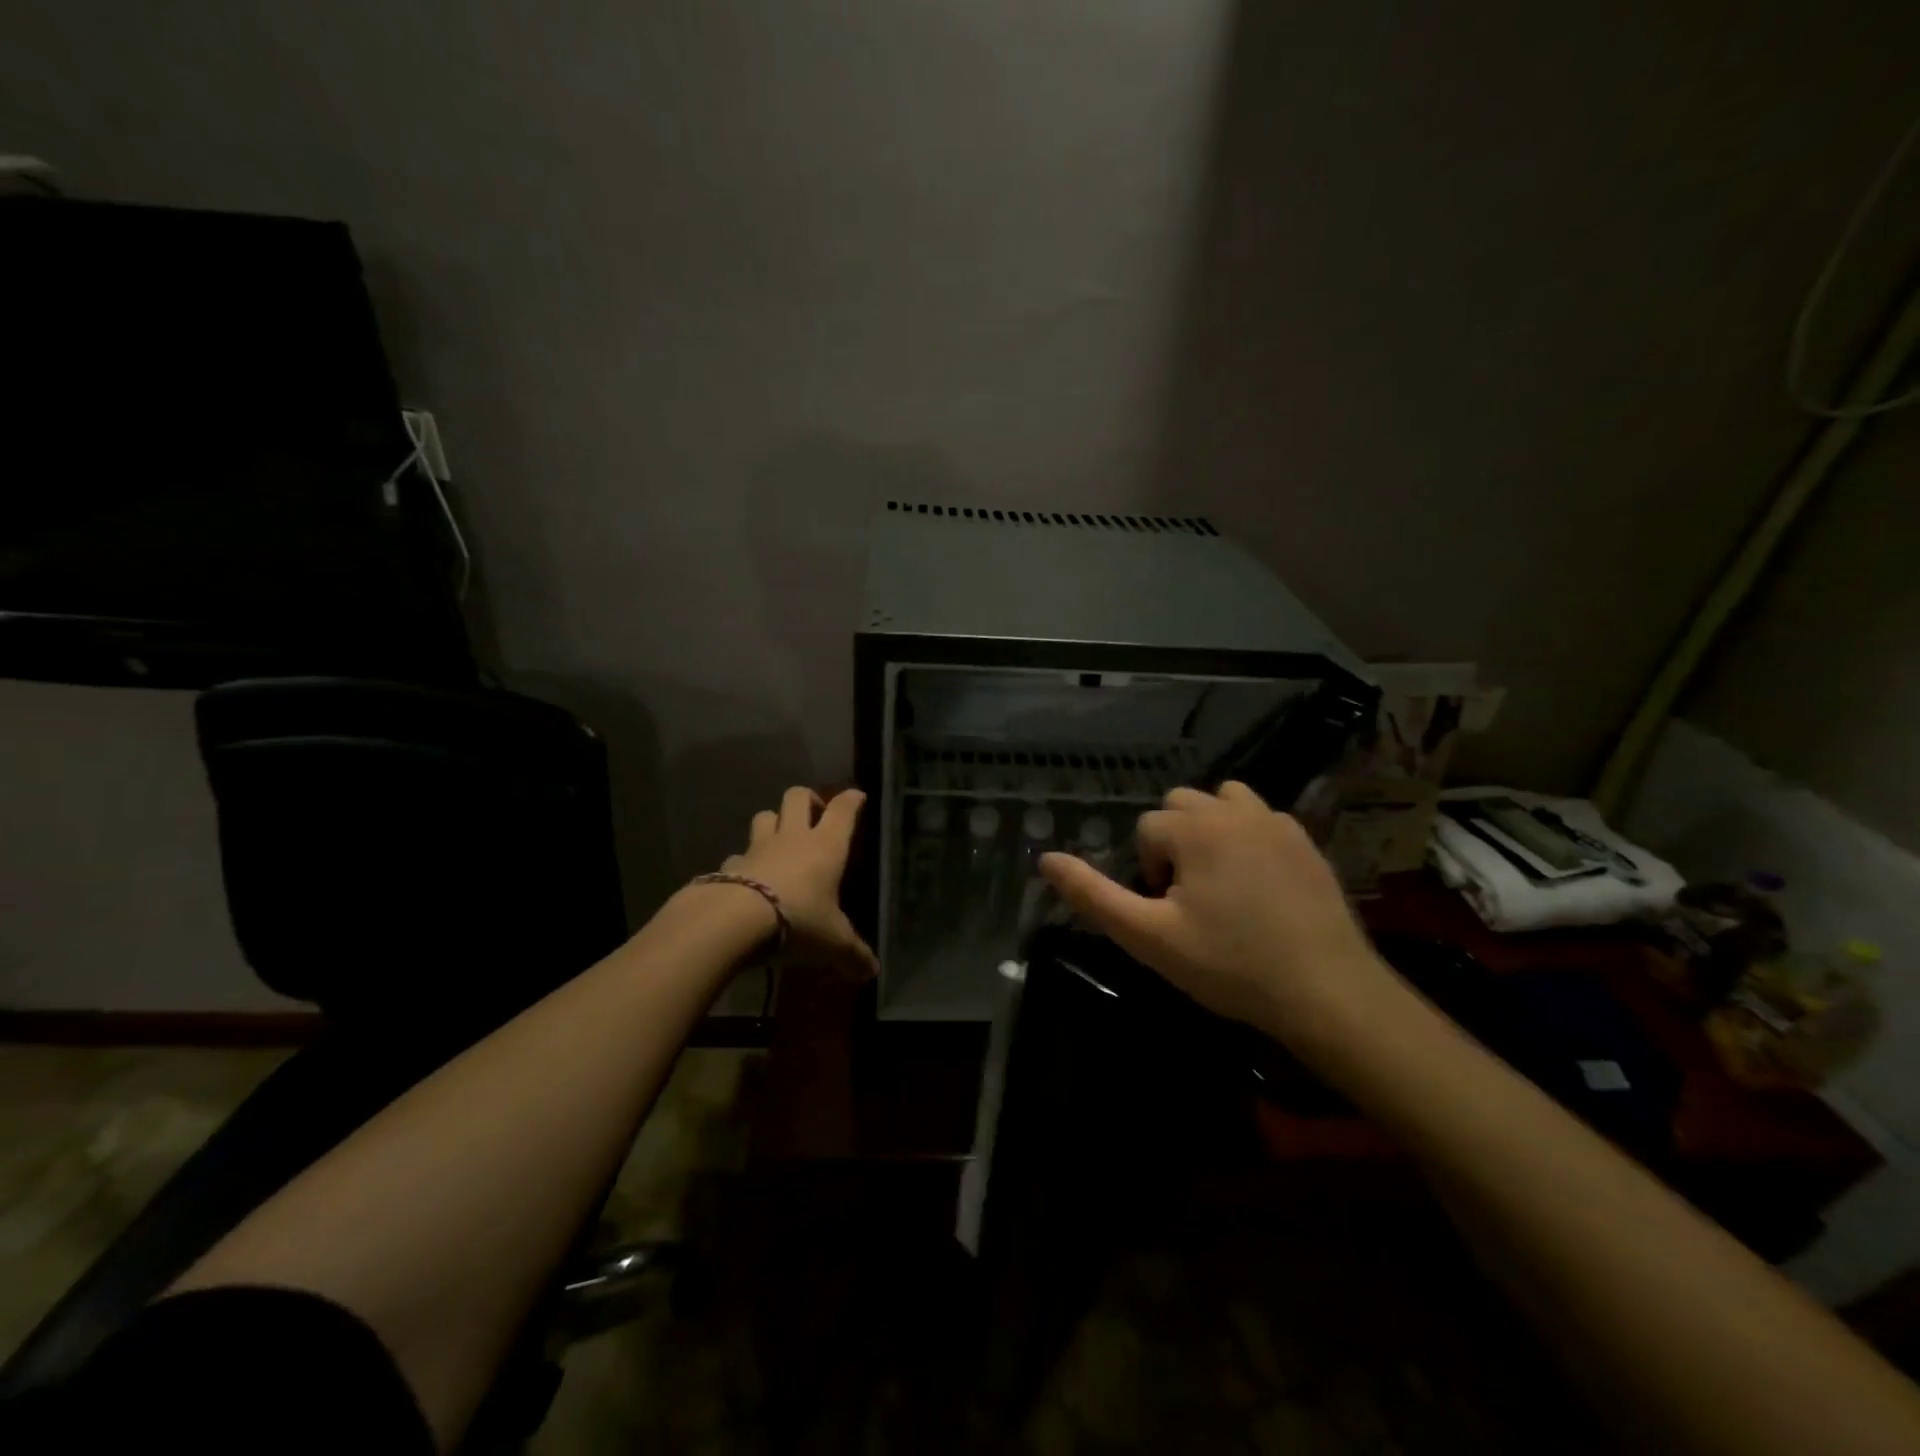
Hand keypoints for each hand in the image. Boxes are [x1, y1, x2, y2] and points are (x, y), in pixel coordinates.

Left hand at [719, 786, 877, 976]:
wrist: (734, 921)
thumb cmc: (798, 920)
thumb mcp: (833, 943)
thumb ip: (853, 954)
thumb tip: (872, 972)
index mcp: (825, 846)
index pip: (843, 810)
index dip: (851, 800)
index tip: (857, 796)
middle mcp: (792, 838)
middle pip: (797, 797)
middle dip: (808, 799)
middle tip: (815, 815)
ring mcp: (757, 848)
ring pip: (764, 816)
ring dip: (773, 822)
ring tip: (780, 839)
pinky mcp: (729, 865)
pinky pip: (738, 855)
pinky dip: (744, 861)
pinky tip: (747, 877)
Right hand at [1039, 781, 1398, 1056]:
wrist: (1328, 993)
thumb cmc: (1230, 966)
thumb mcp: (1149, 937)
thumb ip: (1093, 895)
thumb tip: (1046, 859)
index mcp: (1195, 828)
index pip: (1147, 829)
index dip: (1148, 872)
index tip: (1170, 915)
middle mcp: (1235, 811)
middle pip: (1181, 804)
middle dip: (1175, 843)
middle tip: (1190, 899)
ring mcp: (1276, 823)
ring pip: (1224, 801)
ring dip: (1210, 829)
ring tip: (1219, 881)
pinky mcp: (1306, 842)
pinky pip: (1261, 819)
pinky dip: (1247, 837)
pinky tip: (1259, 886)